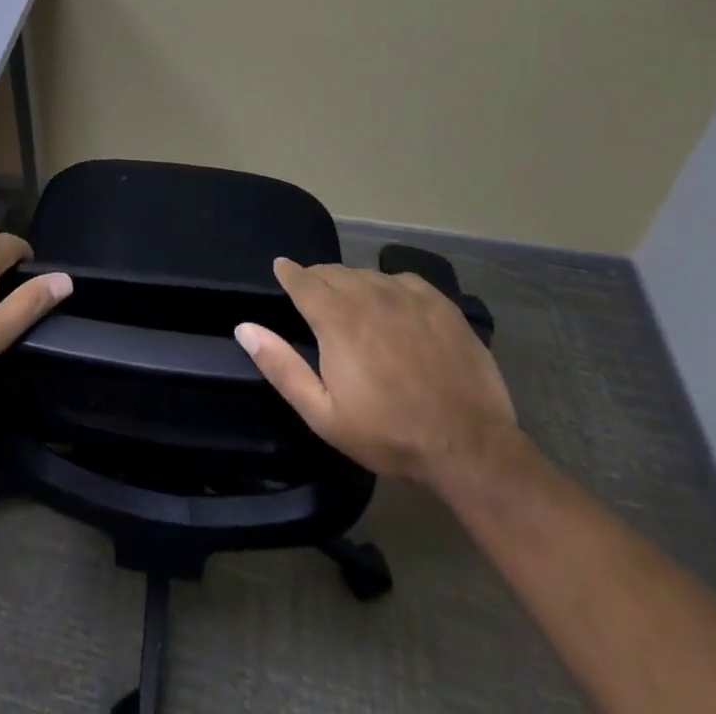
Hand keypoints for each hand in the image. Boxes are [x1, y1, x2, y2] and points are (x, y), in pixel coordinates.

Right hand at [235, 258, 517, 484]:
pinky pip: (401, 280)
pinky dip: (387, 287)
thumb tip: (244, 327)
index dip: (288, 272)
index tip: (280, 268)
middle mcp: (367, 294)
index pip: (302, 279)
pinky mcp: (439, 303)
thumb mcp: (323, 413)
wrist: (470, 446)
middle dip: (318, 280)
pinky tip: (393, 308)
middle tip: (316, 300)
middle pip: (332, 273)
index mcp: (335, 318)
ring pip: (365, 274)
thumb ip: (281, 366)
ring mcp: (406, 295)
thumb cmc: (389, 433)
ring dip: (351, 284)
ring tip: (353, 306)